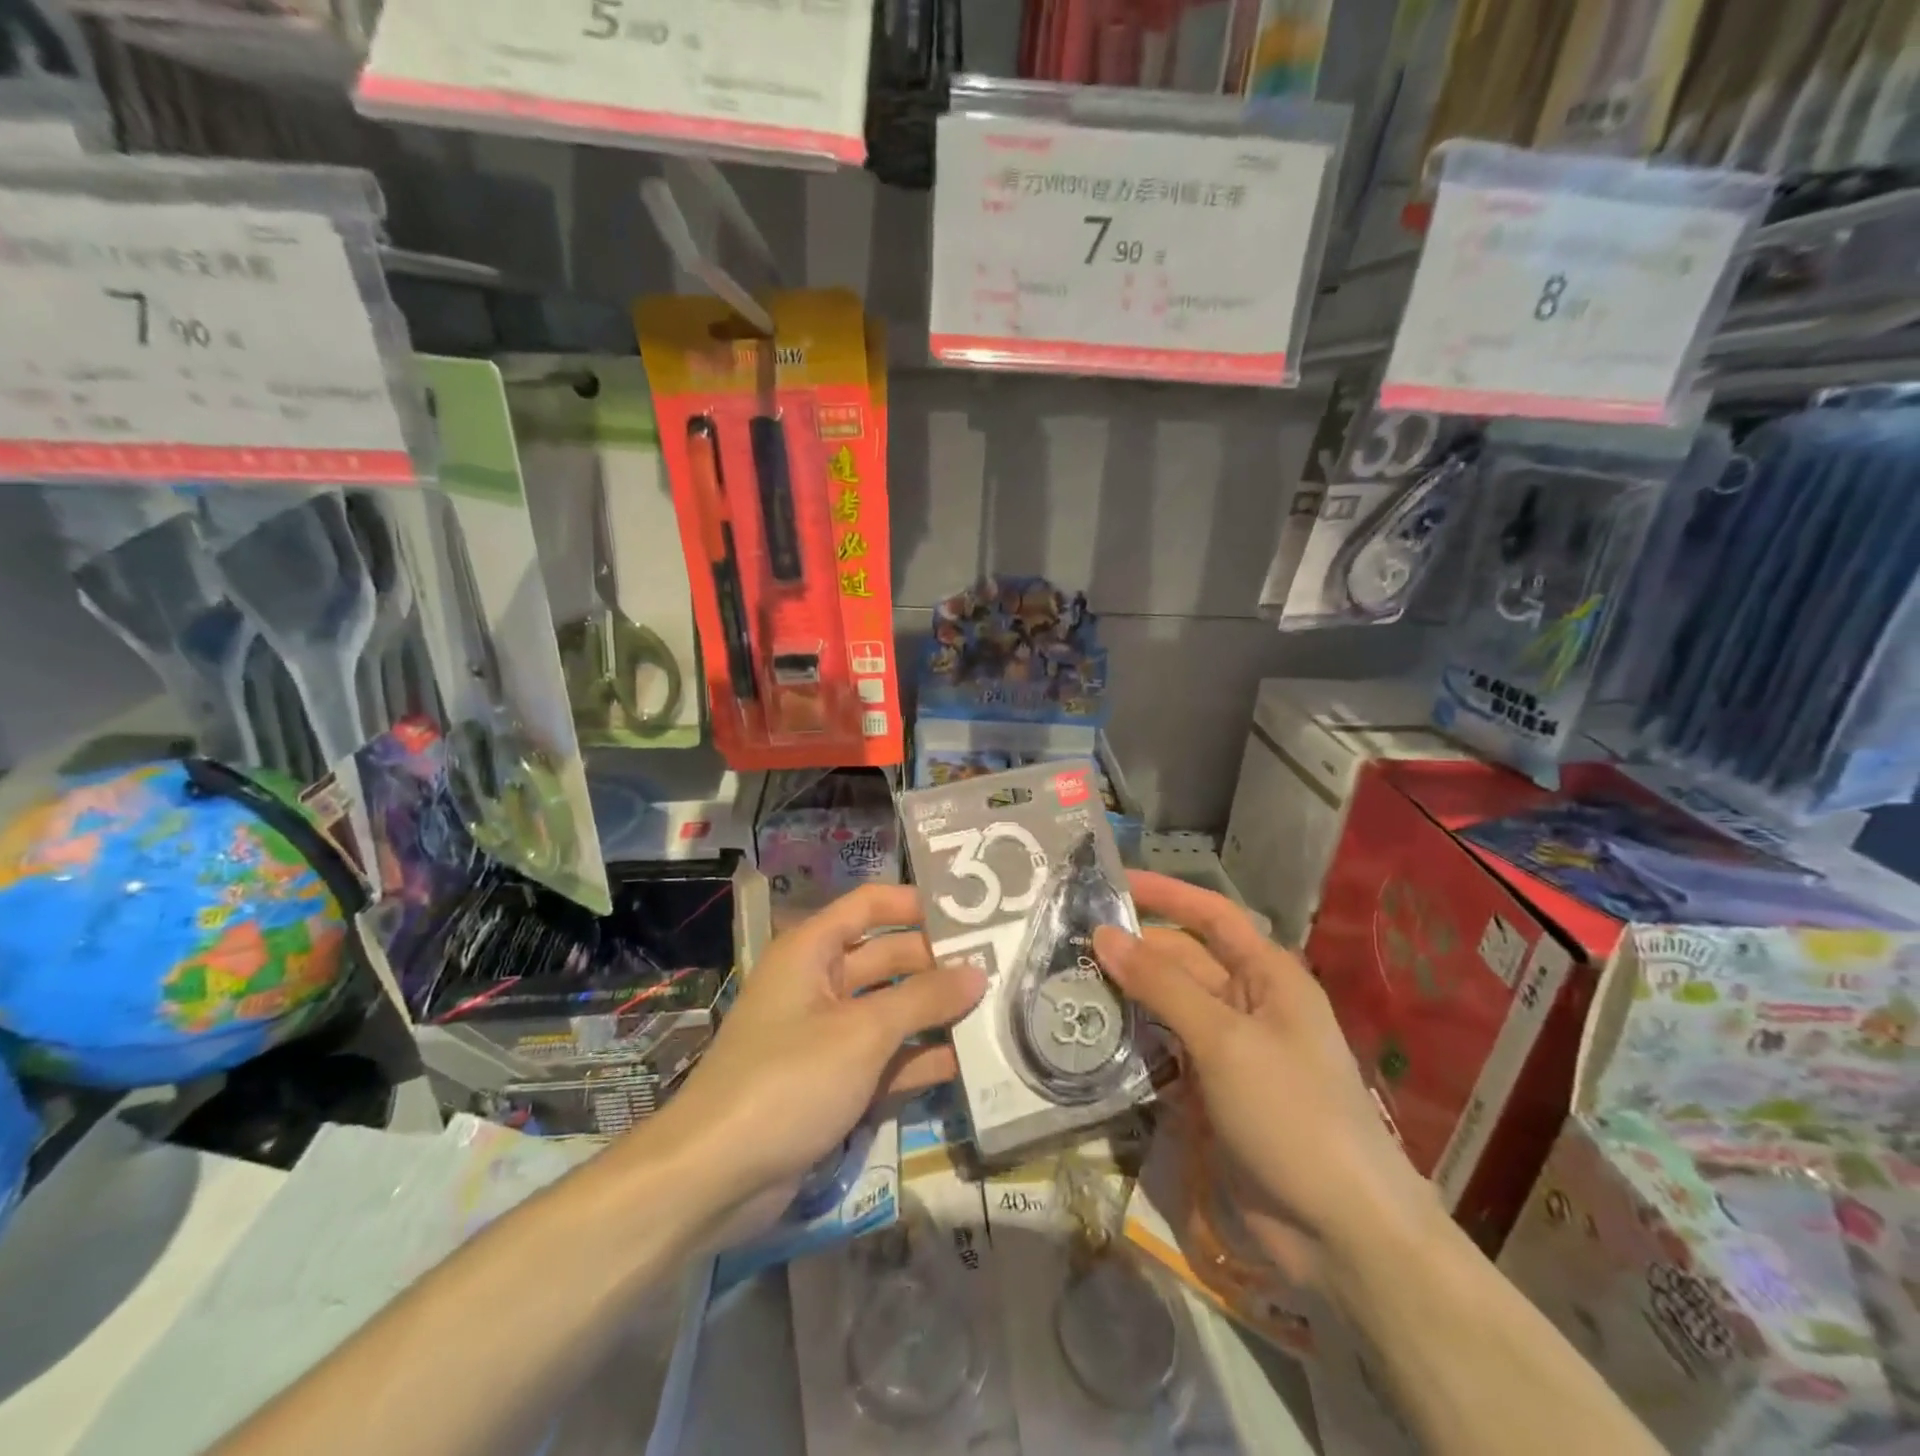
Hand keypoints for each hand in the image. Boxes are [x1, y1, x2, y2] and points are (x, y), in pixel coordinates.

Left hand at [641, 885, 984, 1248]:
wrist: (714, 1176)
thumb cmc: (788, 1079)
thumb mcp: (863, 1033)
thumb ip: (924, 999)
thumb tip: (978, 972)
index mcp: (812, 951)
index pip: (870, 906)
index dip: (916, 904)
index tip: (970, 913)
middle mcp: (818, 983)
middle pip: (886, 958)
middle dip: (936, 964)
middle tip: (999, 968)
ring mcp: (825, 1035)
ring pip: (889, 1011)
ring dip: (933, 1014)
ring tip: (995, 1011)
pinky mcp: (831, 1082)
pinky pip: (882, 1058)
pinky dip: (916, 1059)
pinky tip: (965, 1063)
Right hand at [1093, 872, 1438, 1289]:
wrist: (1341, 1233)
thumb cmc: (1291, 1112)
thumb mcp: (1224, 1039)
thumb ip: (1161, 984)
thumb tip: (1103, 933)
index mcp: (1268, 976)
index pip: (1211, 916)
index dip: (1165, 894)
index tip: (1112, 880)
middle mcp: (1249, 1004)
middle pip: (1182, 960)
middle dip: (1133, 949)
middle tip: (1067, 941)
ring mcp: (1229, 1052)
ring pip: (1168, 1006)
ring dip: (1127, 995)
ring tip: (1066, 982)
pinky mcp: (1211, 1093)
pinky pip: (1165, 1051)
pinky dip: (1133, 1041)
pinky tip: (1092, 1036)